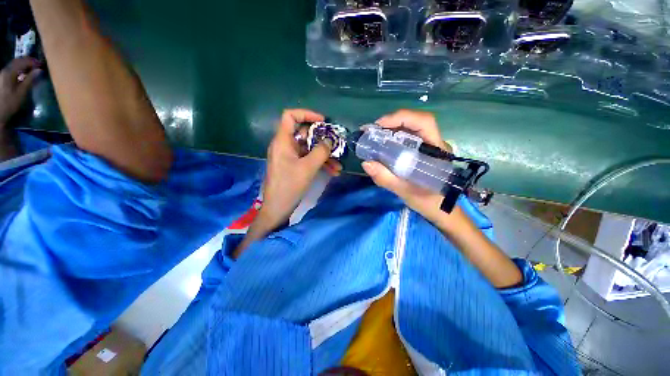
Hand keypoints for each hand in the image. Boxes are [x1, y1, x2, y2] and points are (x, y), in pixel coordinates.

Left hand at [0, 57, 40, 128]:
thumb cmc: (10, 103)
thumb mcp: (21, 93)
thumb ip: (30, 80)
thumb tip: (39, 70)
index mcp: (9, 72)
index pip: (23, 62)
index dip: (33, 62)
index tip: (42, 65)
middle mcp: (5, 70)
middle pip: (18, 61)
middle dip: (28, 62)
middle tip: (38, 66)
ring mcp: (3, 74)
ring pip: (15, 65)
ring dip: (24, 66)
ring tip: (33, 70)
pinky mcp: (3, 78)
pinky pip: (13, 69)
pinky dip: (20, 69)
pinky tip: (24, 74)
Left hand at [259, 109, 341, 228]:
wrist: (278, 208)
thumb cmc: (290, 185)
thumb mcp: (308, 167)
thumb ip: (321, 151)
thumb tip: (330, 140)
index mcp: (283, 141)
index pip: (290, 116)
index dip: (306, 114)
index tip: (322, 121)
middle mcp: (285, 146)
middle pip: (304, 134)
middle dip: (322, 140)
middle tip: (336, 146)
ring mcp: (289, 157)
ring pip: (309, 149)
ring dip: (324, 156)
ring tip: (338, 165)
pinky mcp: (293, 166)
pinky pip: (308, 159)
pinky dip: (319, 163)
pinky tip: (333, 171)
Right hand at [361, 109, 455, 225]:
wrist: (441, 211)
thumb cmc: (429, 202)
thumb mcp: (405, 191)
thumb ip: (386, 178)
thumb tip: (366, 163)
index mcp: (437, 150)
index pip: (424, 122)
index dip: (401, 117)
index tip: (380, 125)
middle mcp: (434, 144)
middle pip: (415, 122)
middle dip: (392, 123)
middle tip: (372, 131)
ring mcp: (429, 147)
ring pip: (410, 130)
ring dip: (391, 129)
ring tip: (374, 136)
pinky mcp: (423, 153)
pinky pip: (408, 139)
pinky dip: (393, 139)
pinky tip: (383, 145)